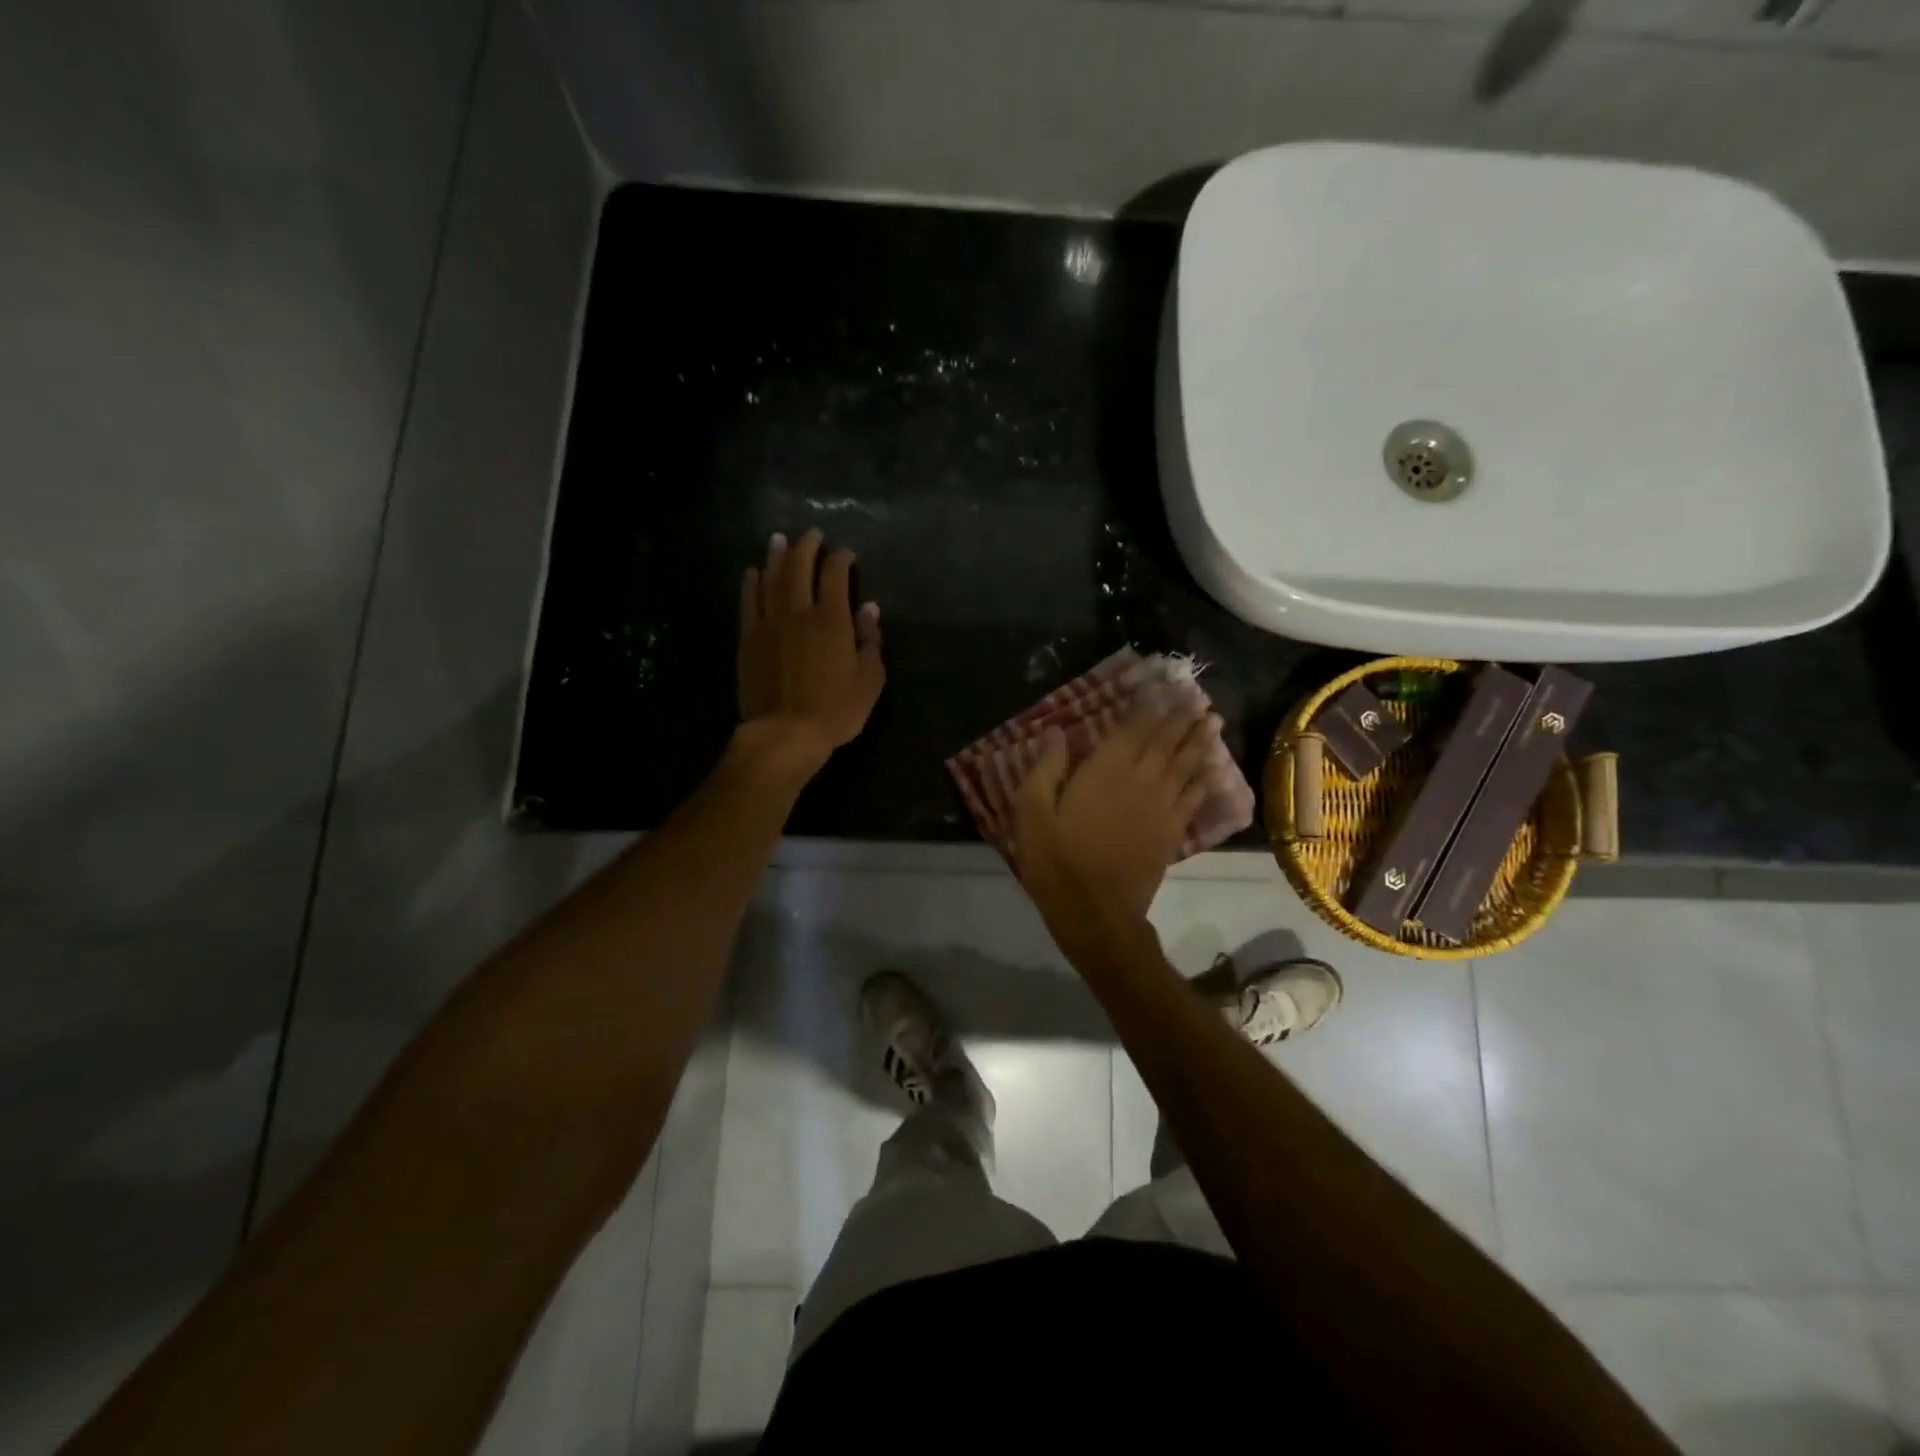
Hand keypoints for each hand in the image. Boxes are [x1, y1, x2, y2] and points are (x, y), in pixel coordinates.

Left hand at [736, 529, 884, 773]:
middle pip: (800, 567)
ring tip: (780, 539)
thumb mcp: (870, 680)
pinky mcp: (749, 638)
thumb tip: (868, 608)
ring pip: (771, 578)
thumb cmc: (836, 710)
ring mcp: (769, 623)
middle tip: (812, 533)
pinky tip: (753, 572)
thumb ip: (870, 640)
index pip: (836, 575)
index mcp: (832, 620)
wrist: (785, 733)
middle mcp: (798, 611)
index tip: (847, 555)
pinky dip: (751, 583)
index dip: (842, 559)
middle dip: (807, 546)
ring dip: (776, 555)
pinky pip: (748, 602)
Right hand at [1011, 705, 1222, 936]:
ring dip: (1200, 741)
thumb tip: (1055, 731)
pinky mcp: (1172, 831)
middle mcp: (1141, 779)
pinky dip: (1205, 779)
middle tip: (1196, 697)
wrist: (1095, 911)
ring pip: (1187, 764)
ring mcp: (1162, 806)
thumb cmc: (1057, 860)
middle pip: (1166, 741)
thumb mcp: (1032, 812)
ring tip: (1213, 721)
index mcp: (1105, 770)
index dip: (1148, 707)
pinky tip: (1212, 769)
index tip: (1161, 688)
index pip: (1132, 729)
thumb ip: (1045, 768)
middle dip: (1181, 717)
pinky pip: (1195, 797)